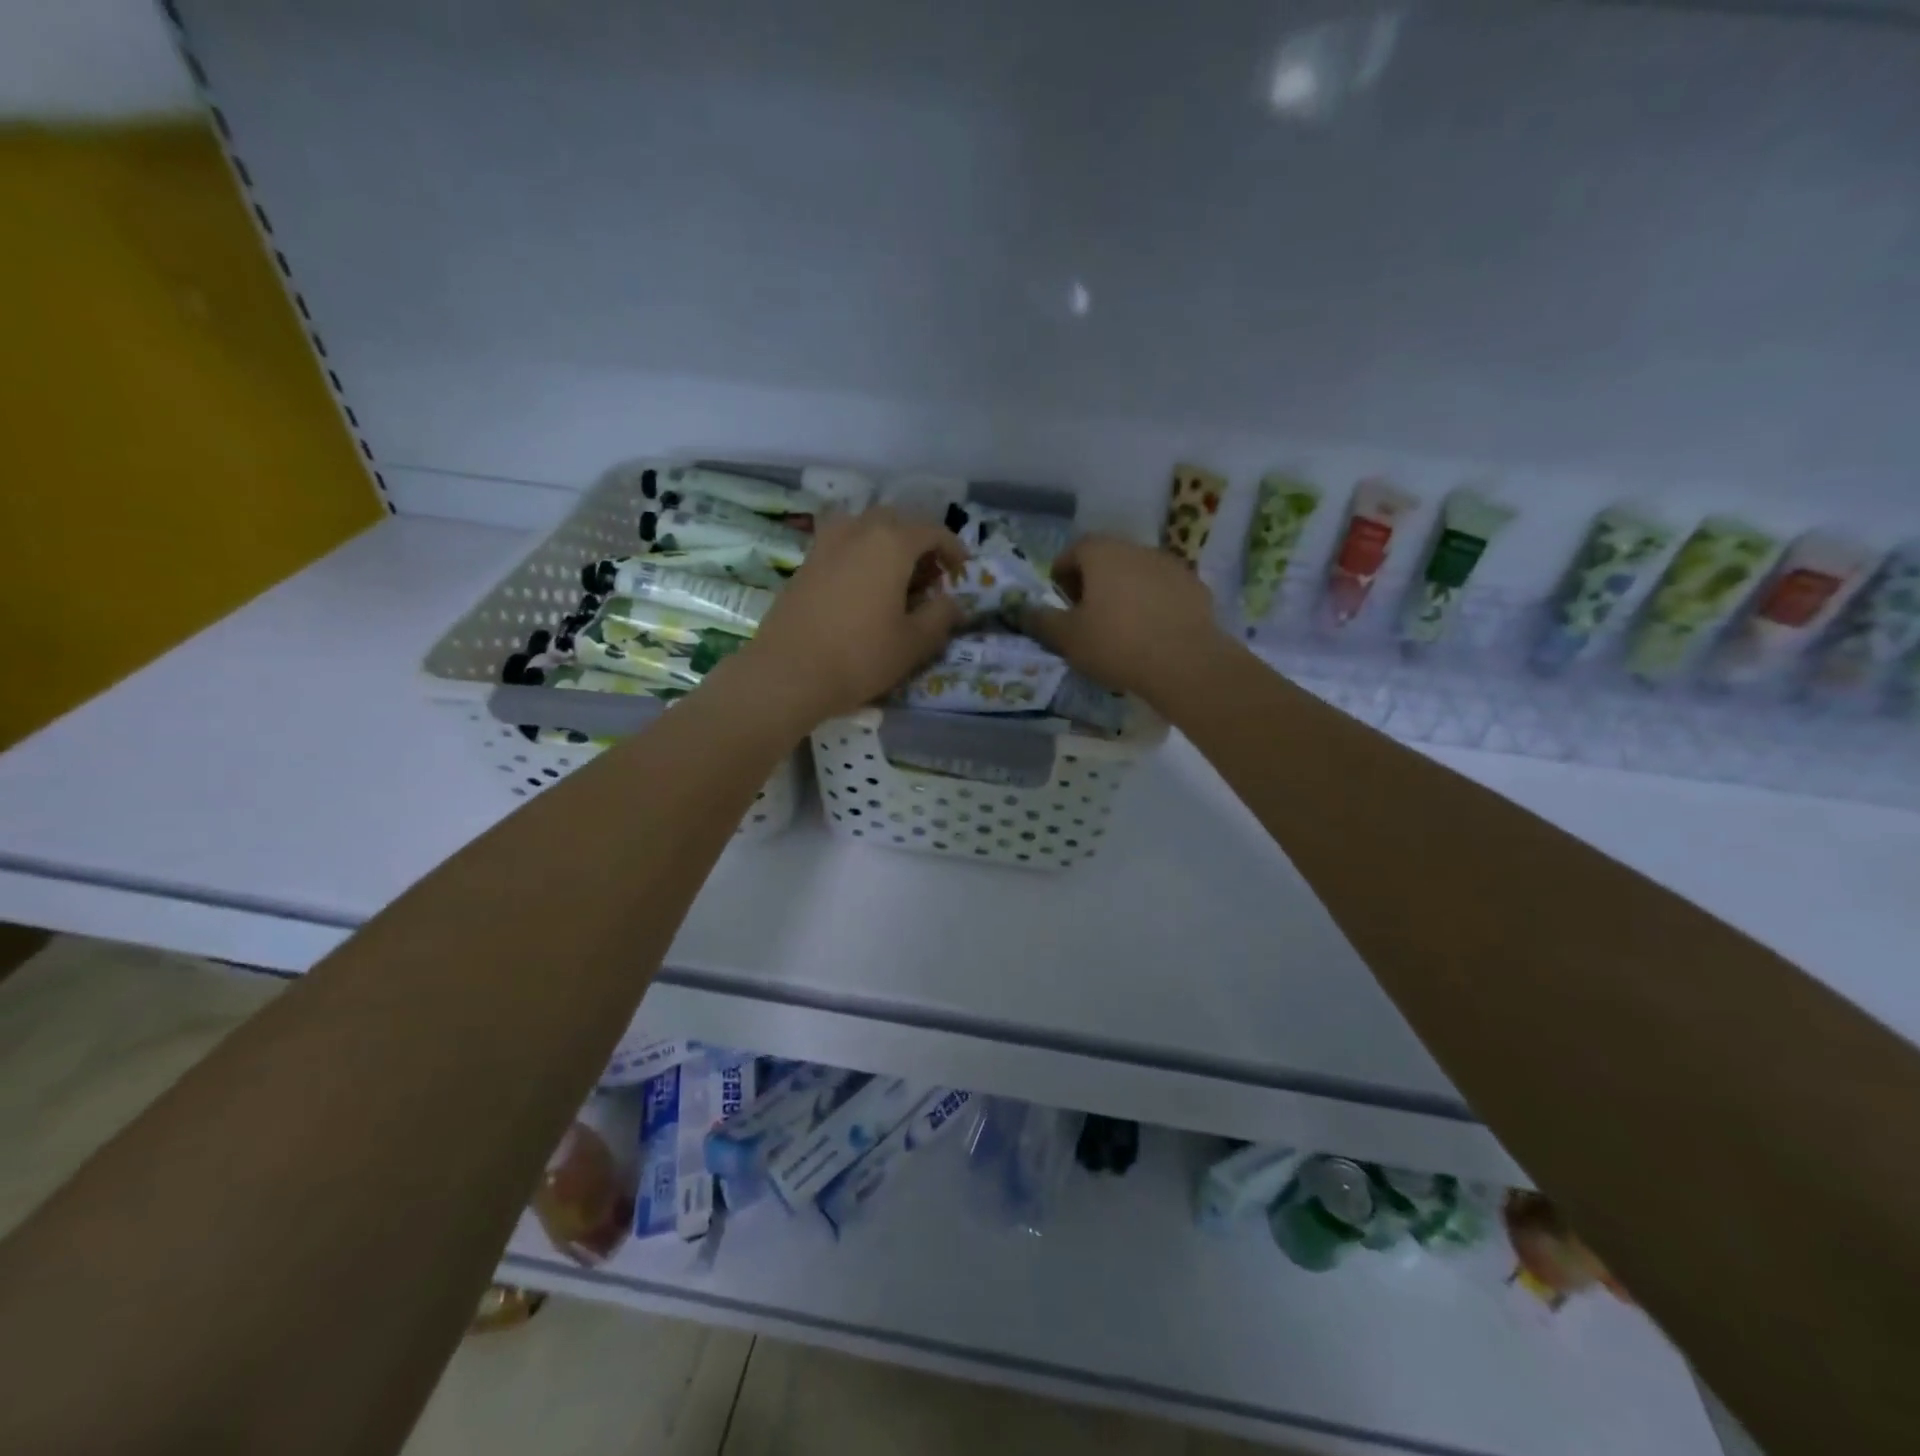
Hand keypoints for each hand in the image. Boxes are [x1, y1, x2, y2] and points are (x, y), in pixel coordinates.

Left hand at [735, 507, 965, 725]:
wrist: (788, 673)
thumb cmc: (860, 656)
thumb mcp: (914, 643)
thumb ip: (940, 616)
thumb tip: (953, 602)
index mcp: (890, 542)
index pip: (932, 530)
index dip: (952, 549)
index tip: (962, 571)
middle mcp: (857, 530)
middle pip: (896, 521)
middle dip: (919, 542)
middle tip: (930, 575)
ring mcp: (826, 544)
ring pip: (865, 528)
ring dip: (887, 544)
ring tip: (896, 577)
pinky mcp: (805, 564)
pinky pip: (843, 544)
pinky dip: (861, 555)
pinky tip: (864, 588)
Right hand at [1023, 535, 1231, 704]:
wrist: (1185, 663)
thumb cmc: (1116, 644)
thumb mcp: (1067, 638)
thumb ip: (1041, 621)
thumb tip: (1022, 610)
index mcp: (1102, 553)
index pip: (1074, 551)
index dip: (1062, 574)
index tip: (1061, 601)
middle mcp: (1137, 549)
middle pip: (1107, 558)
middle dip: (1093, 582)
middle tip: (1087, 615)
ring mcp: (1171, 565)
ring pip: (1137, 573)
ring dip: (1125, 591)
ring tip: (1120, 626)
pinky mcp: (1195, 587)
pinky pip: (1164, 590)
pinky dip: (1153, 603)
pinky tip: (1151, 633)